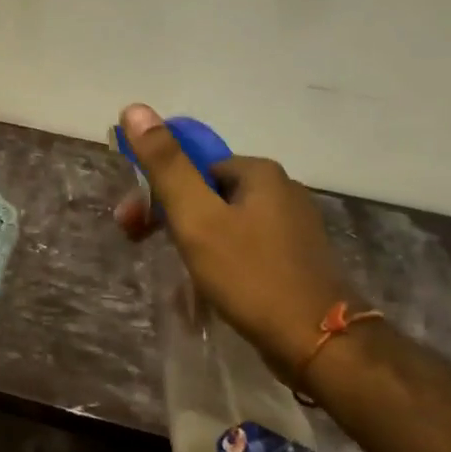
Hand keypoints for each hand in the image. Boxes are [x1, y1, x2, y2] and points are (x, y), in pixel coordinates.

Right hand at [114, 104, 351, 377]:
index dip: (155, 191)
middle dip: (169, 217)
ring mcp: (293, 227)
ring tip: (175, 276)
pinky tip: (207, 288)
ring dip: (191, 242)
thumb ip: (165, 164)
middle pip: (207, 193)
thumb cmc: (250, 275)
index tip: (131, 223)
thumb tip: (134, 108)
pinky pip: (243, 248)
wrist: (319, 343)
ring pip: (224, 222)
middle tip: (141, 245)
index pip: (192, 166)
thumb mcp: (196, 217)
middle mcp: (281, 191)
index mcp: (259, 173)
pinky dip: (218, 260)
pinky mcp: (296, 260)